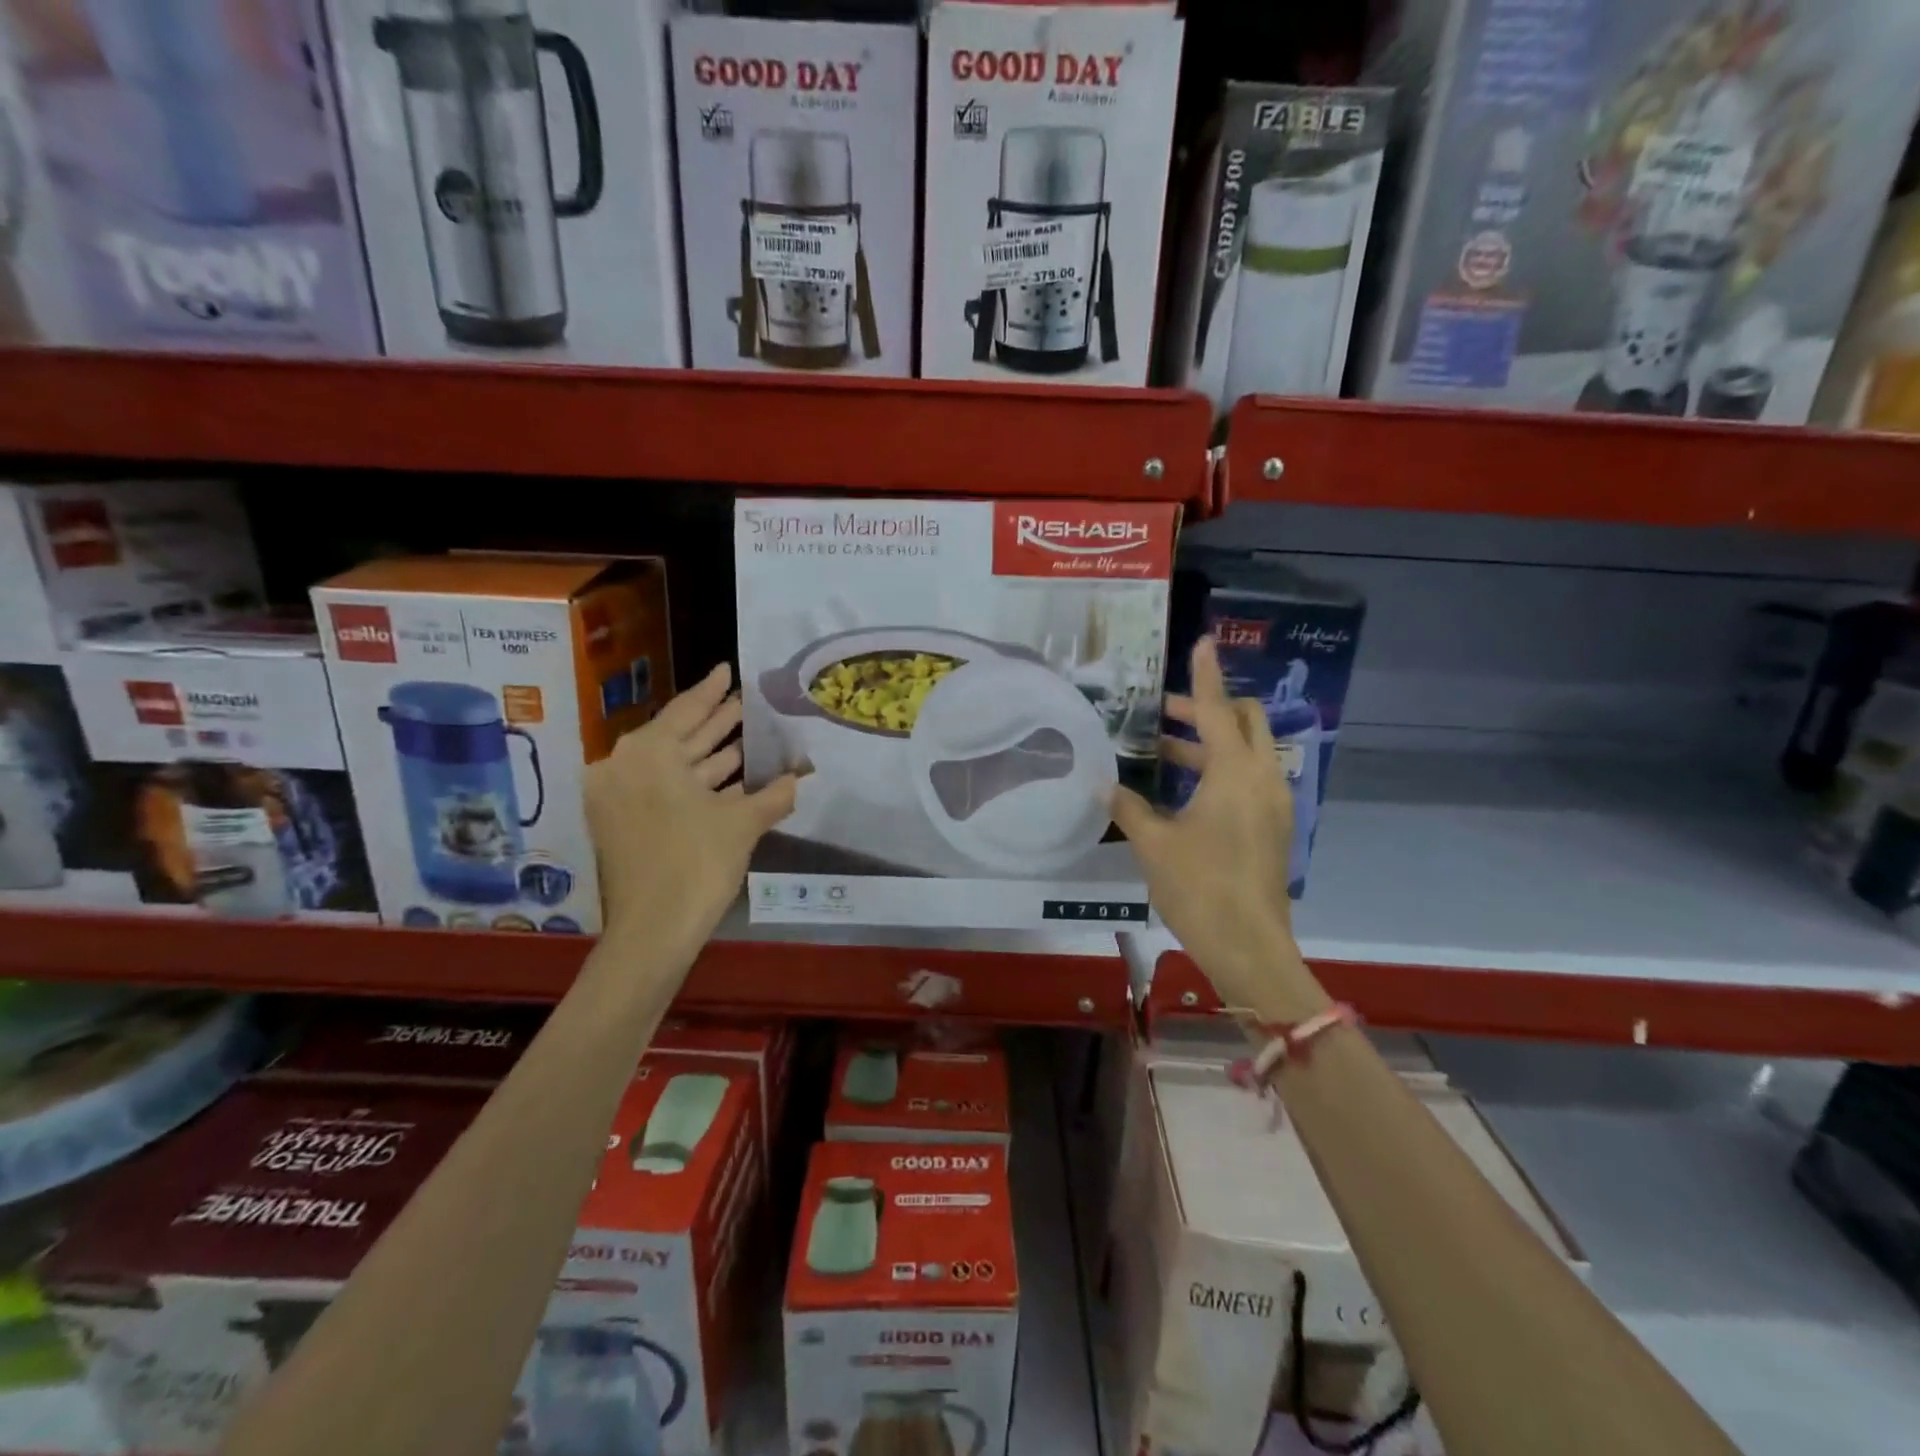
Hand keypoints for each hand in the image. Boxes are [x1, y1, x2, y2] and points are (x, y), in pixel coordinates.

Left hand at [585, 662, 797, 951]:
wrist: (652, 932)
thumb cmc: (696, 864)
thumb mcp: (742, 824)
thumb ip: (773, 794)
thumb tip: (800, 778)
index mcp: (647, 753)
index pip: (687, 710)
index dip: (713, 691)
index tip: (729, 668)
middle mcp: (626, 767)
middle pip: (679, 735)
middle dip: (717, 721)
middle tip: (748, 701)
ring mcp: (622, 798)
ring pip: (675, 766)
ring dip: (712, 754)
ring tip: (750, 735)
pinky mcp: (625, 825)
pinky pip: (666, 790)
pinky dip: (698, 784)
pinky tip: (734, 778)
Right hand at [1110, 639, 1324, 1016]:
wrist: (1249, 947)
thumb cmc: (1199, 887)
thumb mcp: (1153, 844)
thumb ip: (1129, 808)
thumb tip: (1105, 786)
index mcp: (1235, 772)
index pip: (1216, 709)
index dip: (1204, 675)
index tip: (1201, 642)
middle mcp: (1262, 778)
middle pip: (1244, 721)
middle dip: (1207, 708)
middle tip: (1162, 713)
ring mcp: (1273, 804)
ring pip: (1246, 752)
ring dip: (1209, 743)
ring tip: (1162, 751)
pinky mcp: (1273, 827)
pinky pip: (1249, 779)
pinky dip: (1220, 770)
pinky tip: (1184, 791)